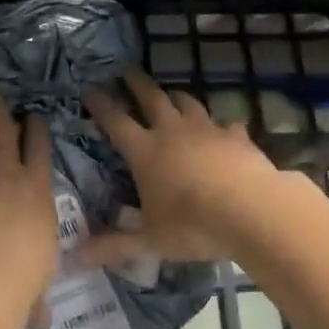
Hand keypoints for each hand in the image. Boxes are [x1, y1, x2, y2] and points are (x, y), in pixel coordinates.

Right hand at [81, 71, 280, 266]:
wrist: (252, 210)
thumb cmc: (193, 224)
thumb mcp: (150, 241)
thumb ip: (114, 246)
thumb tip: (75, 258)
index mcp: (145, 151)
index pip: (115, 121)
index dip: (100, 104)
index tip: (90, 87)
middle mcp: (172, 131)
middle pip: (151, 98)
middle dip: (136, 83)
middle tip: (126, 70)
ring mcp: (207, 130)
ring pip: (187, 103)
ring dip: (175, 96)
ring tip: (170, 94)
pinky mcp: (237, 136)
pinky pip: (225, 124)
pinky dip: (220, 125)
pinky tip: (224, 130)